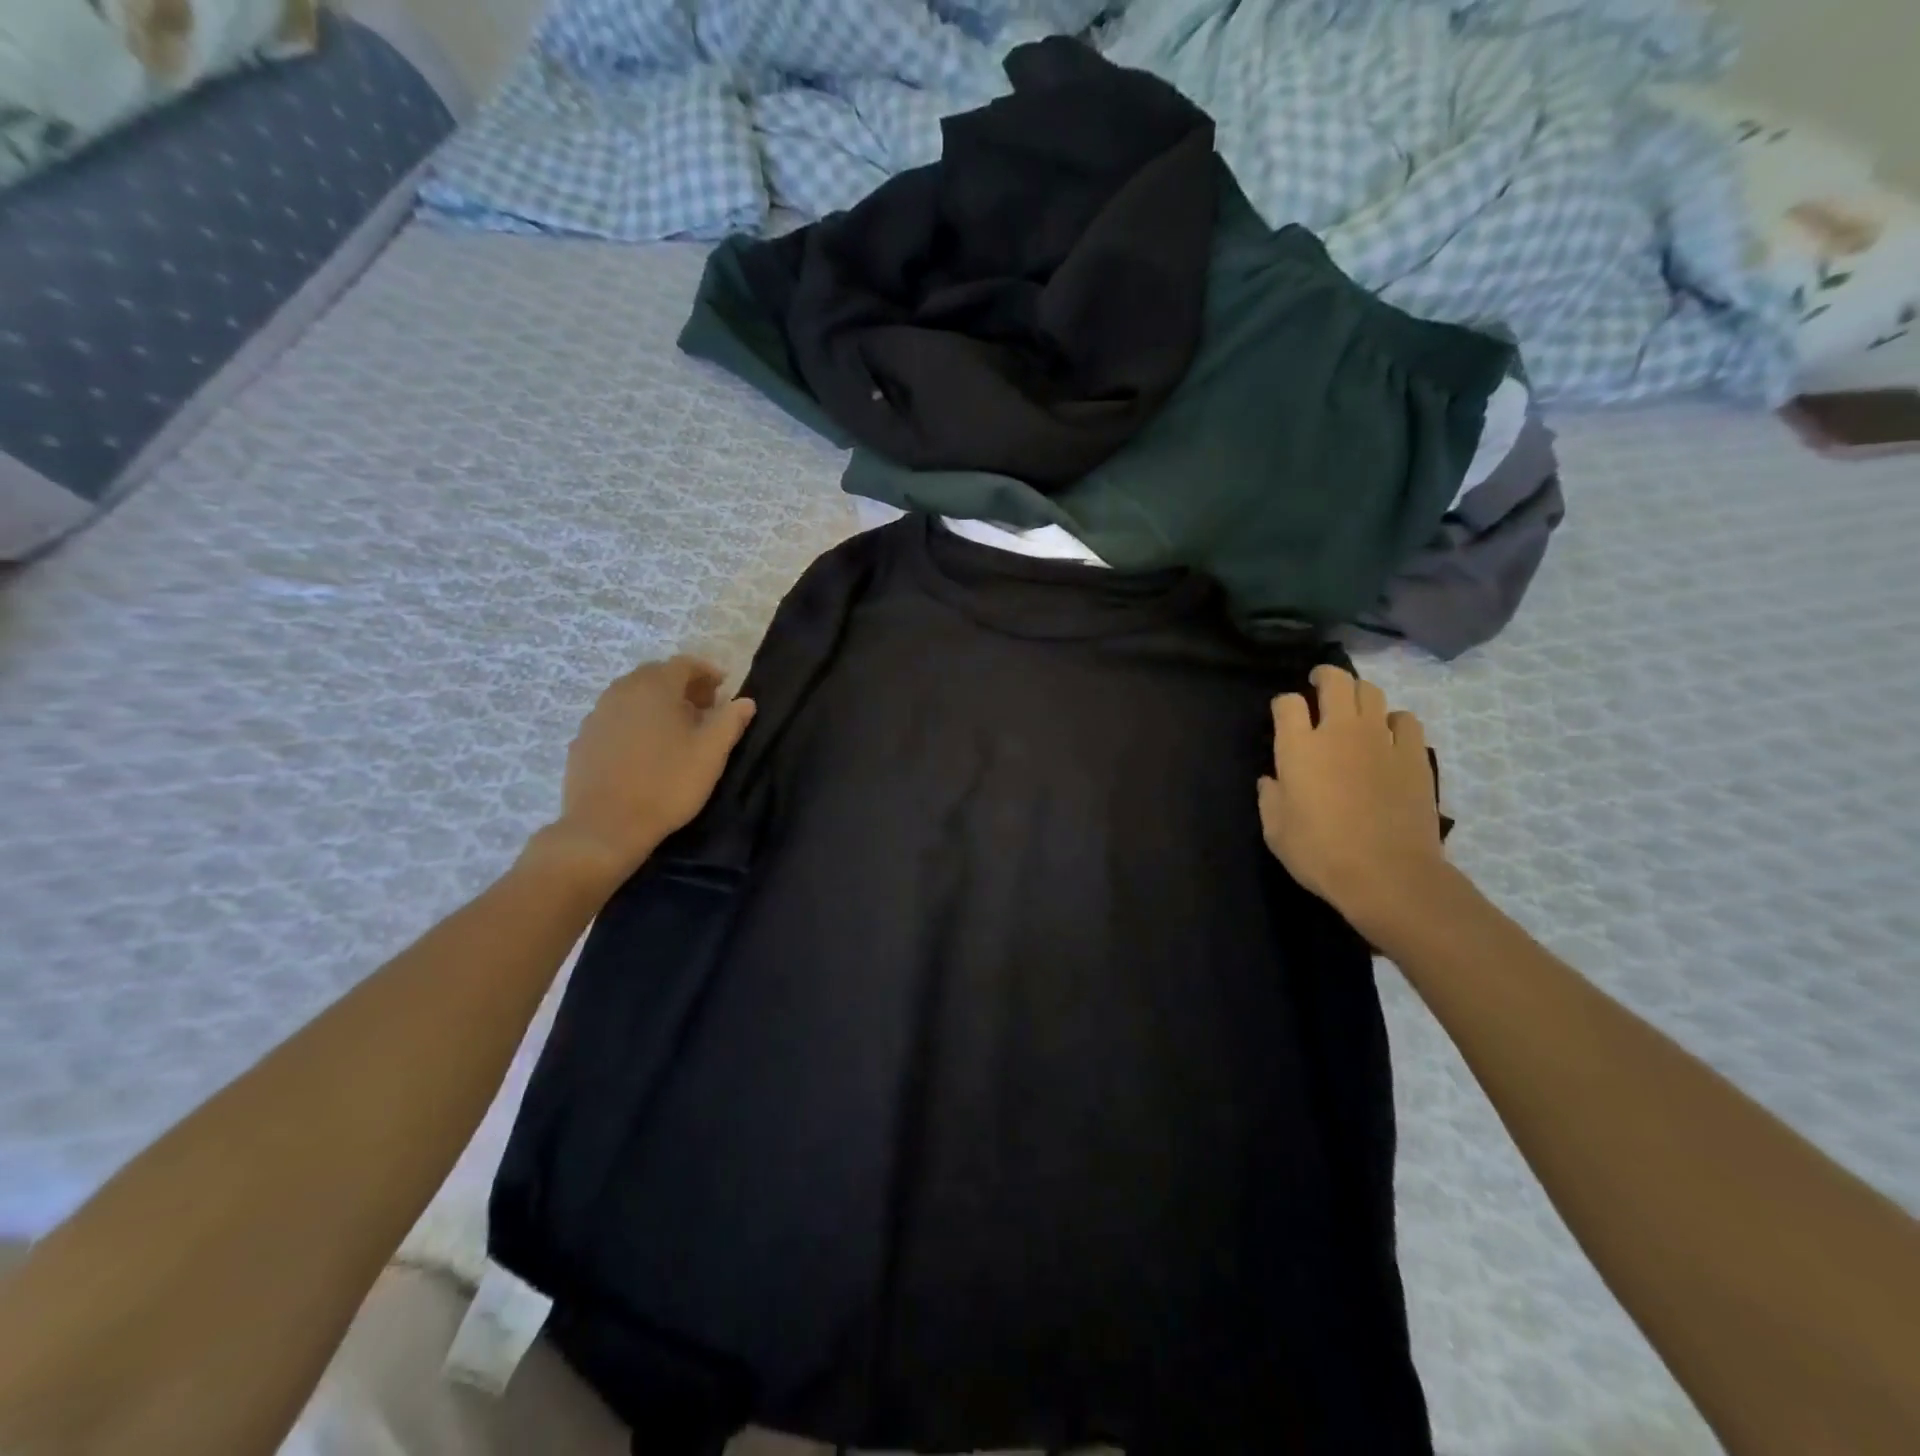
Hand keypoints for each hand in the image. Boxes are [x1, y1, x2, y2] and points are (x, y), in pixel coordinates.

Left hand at [528, 656, 755, 891]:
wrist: (606, 825)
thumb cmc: (667, 784)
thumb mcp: (711, 754)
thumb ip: (730, 722)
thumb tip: (745, 701)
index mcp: (655, 688)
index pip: (684, 664)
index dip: (707, 672)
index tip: (723, 688)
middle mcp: (622, 691)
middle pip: (656, 675)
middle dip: (682, 685)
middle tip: (703, 707)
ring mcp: (597, 713)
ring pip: (632, 694)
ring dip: (656, 702)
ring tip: (675, 727)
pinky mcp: (583, 738)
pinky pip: (615, 716)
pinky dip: (634, 719)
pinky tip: (644, 747)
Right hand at [1257, 665, 1445, 931]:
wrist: (1388, 875)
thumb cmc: (1320, 854)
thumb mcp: (1275, 831)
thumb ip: (1269, 797)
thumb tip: (1272, 779)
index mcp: (1298, 748)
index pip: (1287, 702)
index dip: (1283, 705)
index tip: (1283, 716)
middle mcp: (1339, 732)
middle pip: (1335, 681)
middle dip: (1324, 677)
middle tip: (1319, 685)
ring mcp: (1381, 740)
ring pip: (1372, 692)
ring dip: (1359, 694)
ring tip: (1354, 709)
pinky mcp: (1414, 755)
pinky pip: (1405, 720)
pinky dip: (1393, 721)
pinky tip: (1388, 737)